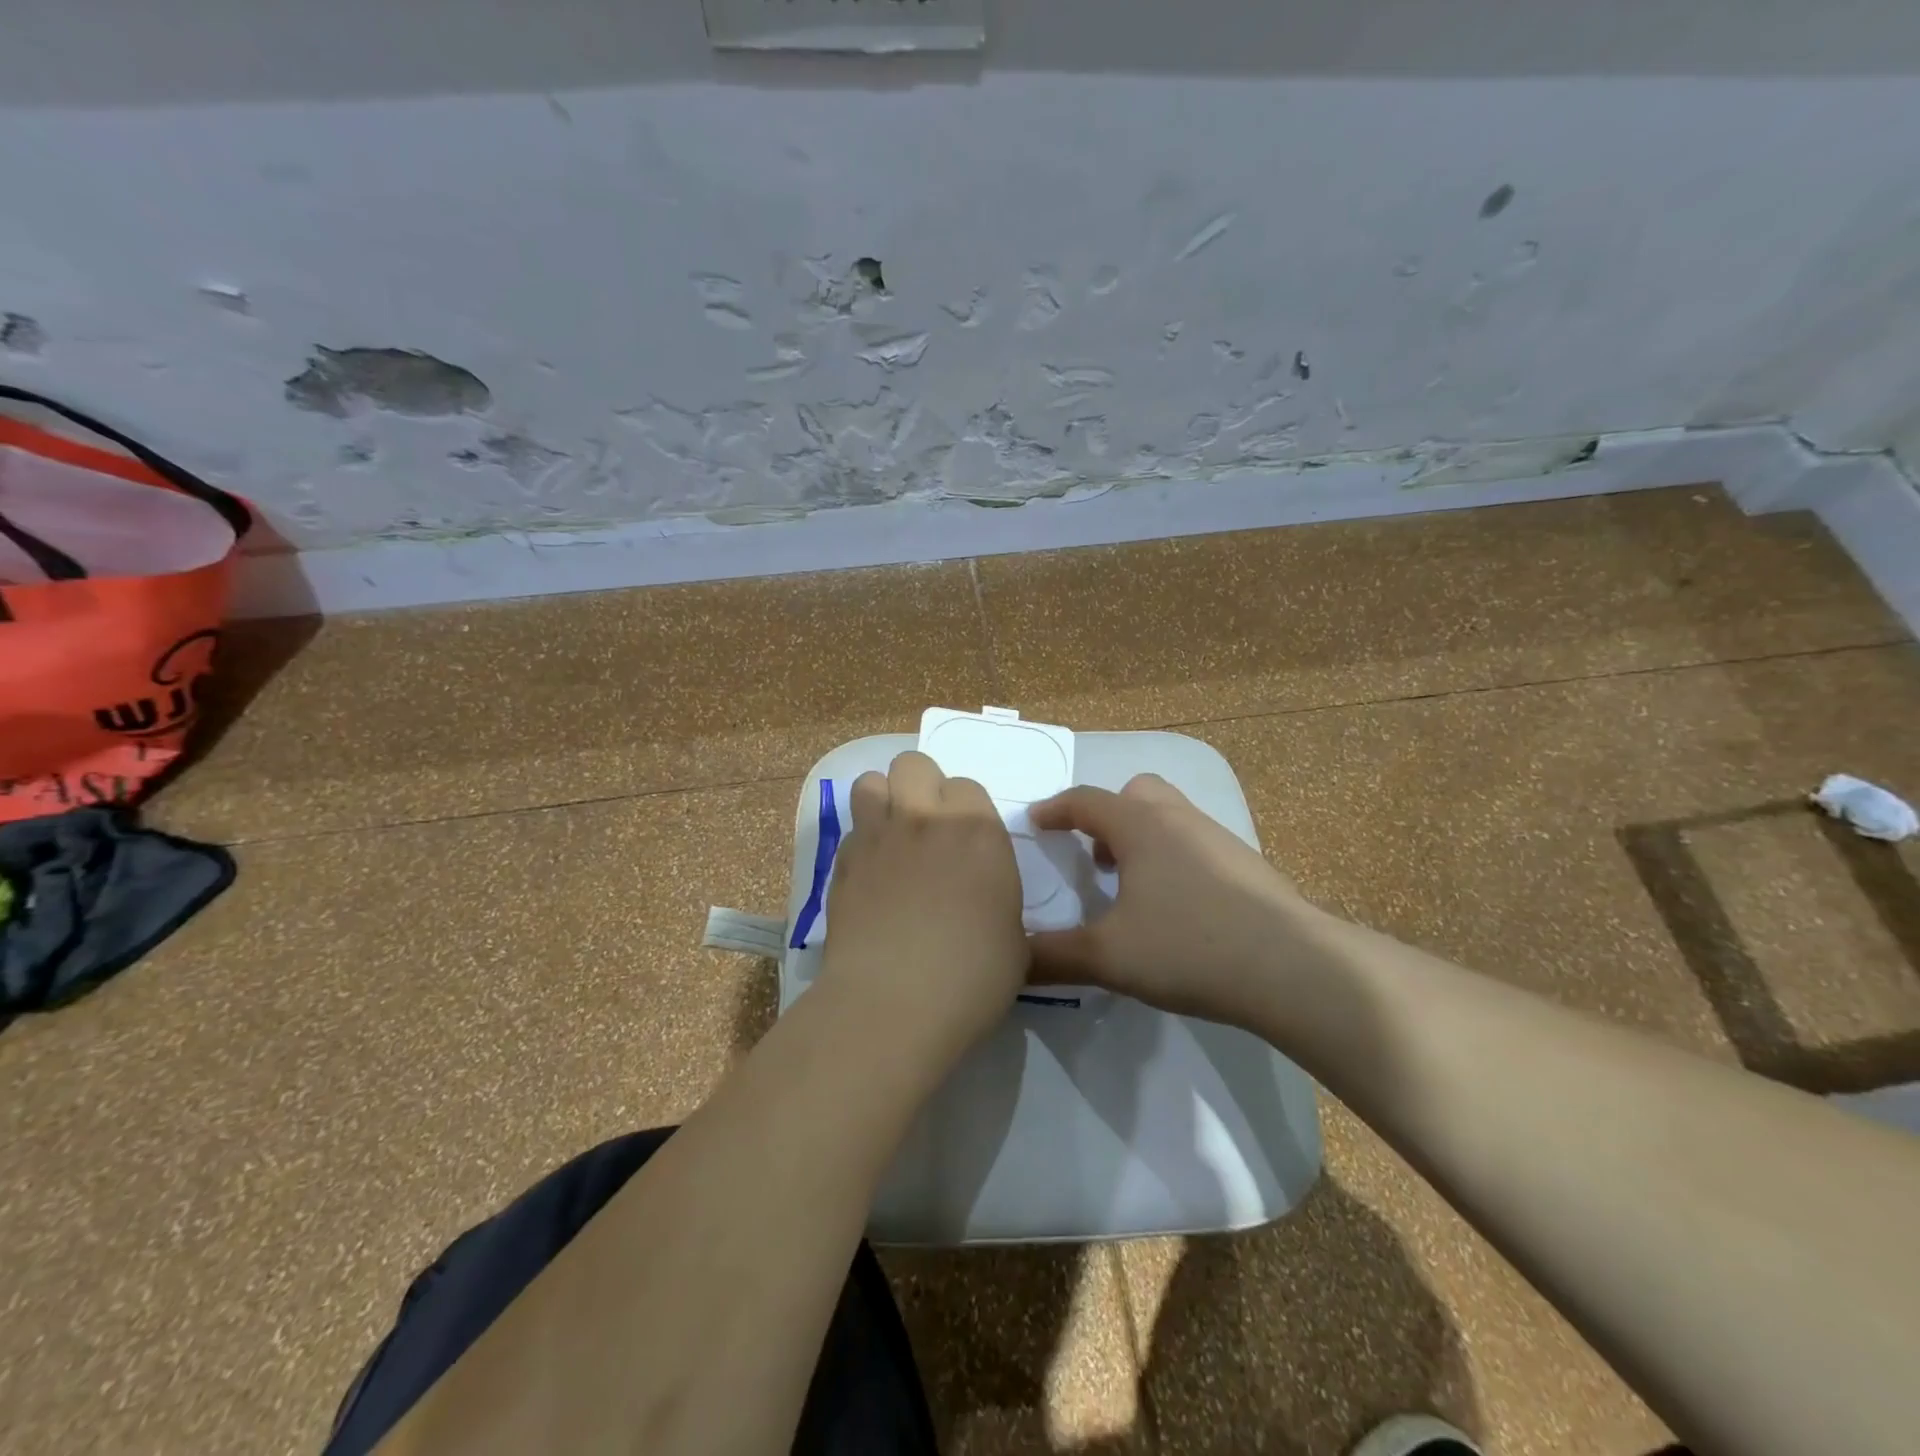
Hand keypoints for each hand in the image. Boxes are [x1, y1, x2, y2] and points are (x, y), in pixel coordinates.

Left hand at [818, 751, 1027, 1062]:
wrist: (893, 1003)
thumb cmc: (972, 977)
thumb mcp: (1015, 940)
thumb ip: (999, 899)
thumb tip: (985, 897)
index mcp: (976, 830)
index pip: (967, 785)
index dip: (966, 809)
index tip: (968, 842)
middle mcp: (924, 818)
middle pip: (914, 764)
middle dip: (922, 785)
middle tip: (928, 826)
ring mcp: (877, 836)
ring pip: (871, 782)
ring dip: (883, 800)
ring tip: (892, 836)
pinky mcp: (841, 862)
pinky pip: (851, 829)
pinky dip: (861, 841)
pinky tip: (869, 874)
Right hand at [1027, 774, 1317, 1024]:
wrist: (1293, 968)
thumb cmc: (1189, 947)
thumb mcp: (1108, 957)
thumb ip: (1053, 957)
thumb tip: (1010, 962)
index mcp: (1140, 825)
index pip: (1084, 800)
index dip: (1054, 809)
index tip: (1034, 822)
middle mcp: (1179, 818)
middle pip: (1136, 793)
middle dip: (1108, 816)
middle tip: (1095, 856)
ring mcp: (1220, 839)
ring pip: (1170, 818)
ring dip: (1143, 839)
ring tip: (1132, 888)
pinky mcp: (1249, 866)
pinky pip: (1196, 844)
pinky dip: (1175, 860)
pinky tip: (1178, 909)